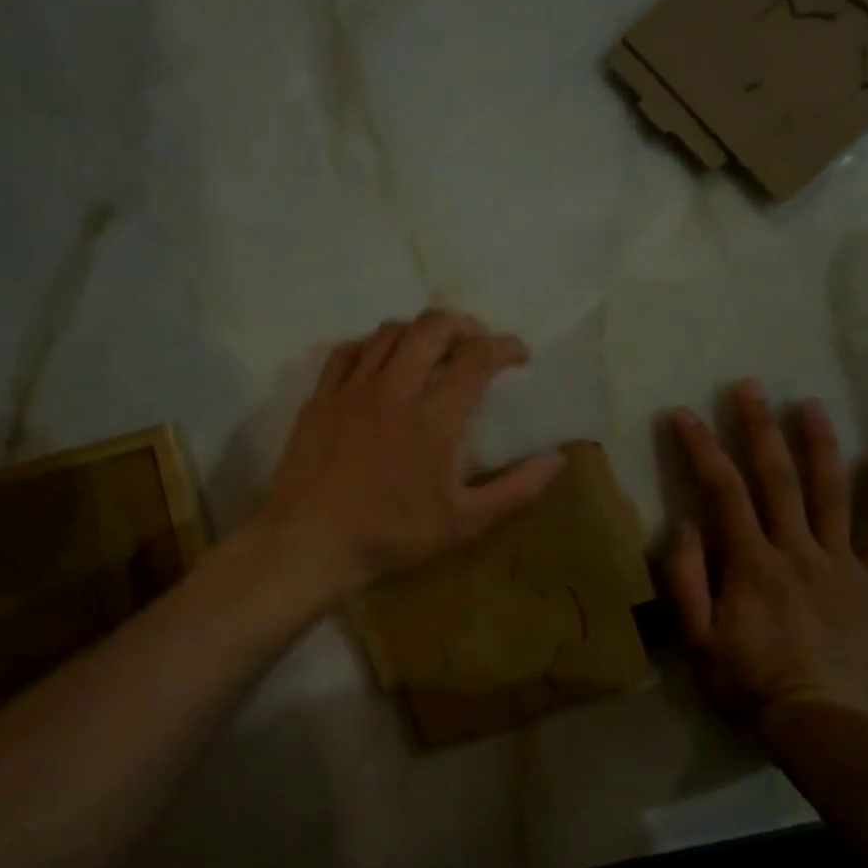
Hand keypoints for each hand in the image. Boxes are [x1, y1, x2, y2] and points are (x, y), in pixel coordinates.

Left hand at [256, 310, 566, 599]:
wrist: (310, 543)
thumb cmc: (391, 535)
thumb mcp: (464, 523)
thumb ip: (516, 489)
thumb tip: (557, 459)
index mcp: (434, 418)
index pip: (477, 357)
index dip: (505, 346)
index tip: (518, 355)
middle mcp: (393, 389)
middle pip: (432, 327)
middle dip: (463, 324)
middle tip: (475, 343)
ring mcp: (352, 390)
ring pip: (389, 332)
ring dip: (418, 331)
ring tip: (431, 350)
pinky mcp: (320, 398)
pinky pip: (347, 351)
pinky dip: (371, 346)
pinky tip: (378, 362)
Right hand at [664, 381, 867, 722]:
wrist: (821, 723)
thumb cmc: (749, 683)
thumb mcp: (696, 641)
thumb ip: (686, 581)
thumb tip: (684, 525)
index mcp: (750, 563)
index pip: (723, 492)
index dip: (702, 449)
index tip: (685, 415)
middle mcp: (796, 550)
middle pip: (777, 478)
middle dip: (758, 427)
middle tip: (749, 386)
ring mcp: (841, 564)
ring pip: (831, 492)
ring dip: (819, 444)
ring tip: (810, 404)